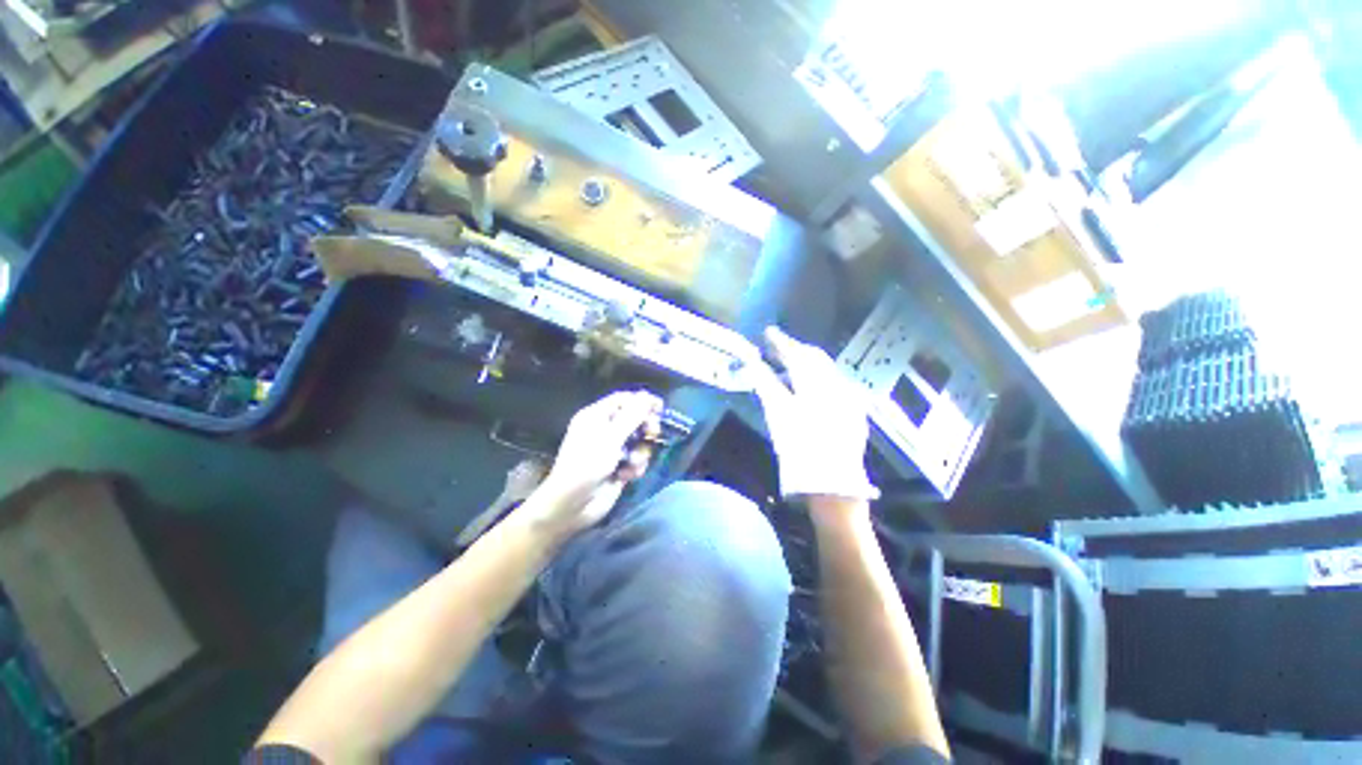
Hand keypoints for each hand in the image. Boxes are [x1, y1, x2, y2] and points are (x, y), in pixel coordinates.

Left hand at [531, 390, 662, 534]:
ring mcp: (613, 449)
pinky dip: (636, 467)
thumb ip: (632, 415)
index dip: (642, 401)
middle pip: (635, 419)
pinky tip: (627, 476)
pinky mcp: (619, 467)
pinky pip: (637, 459)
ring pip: (639, 441)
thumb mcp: (610, 437)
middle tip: (652, 434)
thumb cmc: (586, 464)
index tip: (660, 407)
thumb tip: (648, 396)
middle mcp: (605, 429)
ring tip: (632, 463)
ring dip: (641, 452)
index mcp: (597, 416)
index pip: (624, 400)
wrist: (572, 506)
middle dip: (645, 428)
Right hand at [748, 327, 878, 501]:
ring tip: (787, 365)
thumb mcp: (778, 416)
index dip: (780, 342)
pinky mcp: (854, 411)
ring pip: (826, 370)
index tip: (767, 331)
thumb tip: (754, 363)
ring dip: (806, 363)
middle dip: (794, 349)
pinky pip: (835, 384)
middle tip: (776, 346)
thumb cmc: (800, 451)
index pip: (796, 354)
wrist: (833, 486)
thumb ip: (766, 385)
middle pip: (814, 358)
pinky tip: (808, 386)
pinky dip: (818, 378)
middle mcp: (837, 385)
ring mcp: (849, 398)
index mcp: (817, 386)